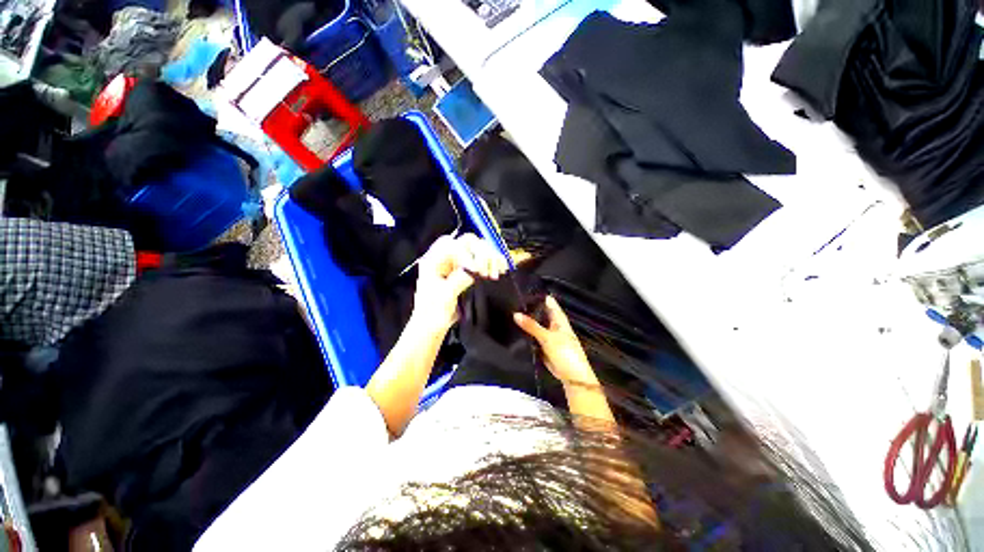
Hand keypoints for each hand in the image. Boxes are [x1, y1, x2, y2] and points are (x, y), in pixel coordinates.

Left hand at [414, 233, 508, 331]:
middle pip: (466, 243)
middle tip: (487, 271)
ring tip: (495, 274)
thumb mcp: (444, 296)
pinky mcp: (467, 271)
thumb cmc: (431, 313)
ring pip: (477, 250)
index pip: (452, 246)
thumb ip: (459, 280)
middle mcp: (446, 258)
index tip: (477, 271)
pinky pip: (483, 260)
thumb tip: (475, 270)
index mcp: (433, 261)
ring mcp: (457, 264)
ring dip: (490, 258)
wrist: (433, 327)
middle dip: (481, 253)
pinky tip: (500, 269)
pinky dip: (493, 263)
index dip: (466, 255)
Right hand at [514, 296, 596, 387]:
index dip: (536, 295)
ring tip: (508, 311)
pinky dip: (525, 333)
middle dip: (528, 308)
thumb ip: (532, 326)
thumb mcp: (547, 338)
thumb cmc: (565, 353)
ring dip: (525, 321)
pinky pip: (532, 336)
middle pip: (539, 313)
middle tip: (510, 300)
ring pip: (535, 325)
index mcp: (558, 318)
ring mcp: (547, 335)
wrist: (572, 377)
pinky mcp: (543, 346)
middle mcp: (553, 324)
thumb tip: (515, 313)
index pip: (547, 301)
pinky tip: (513, 329)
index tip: (521, 289)